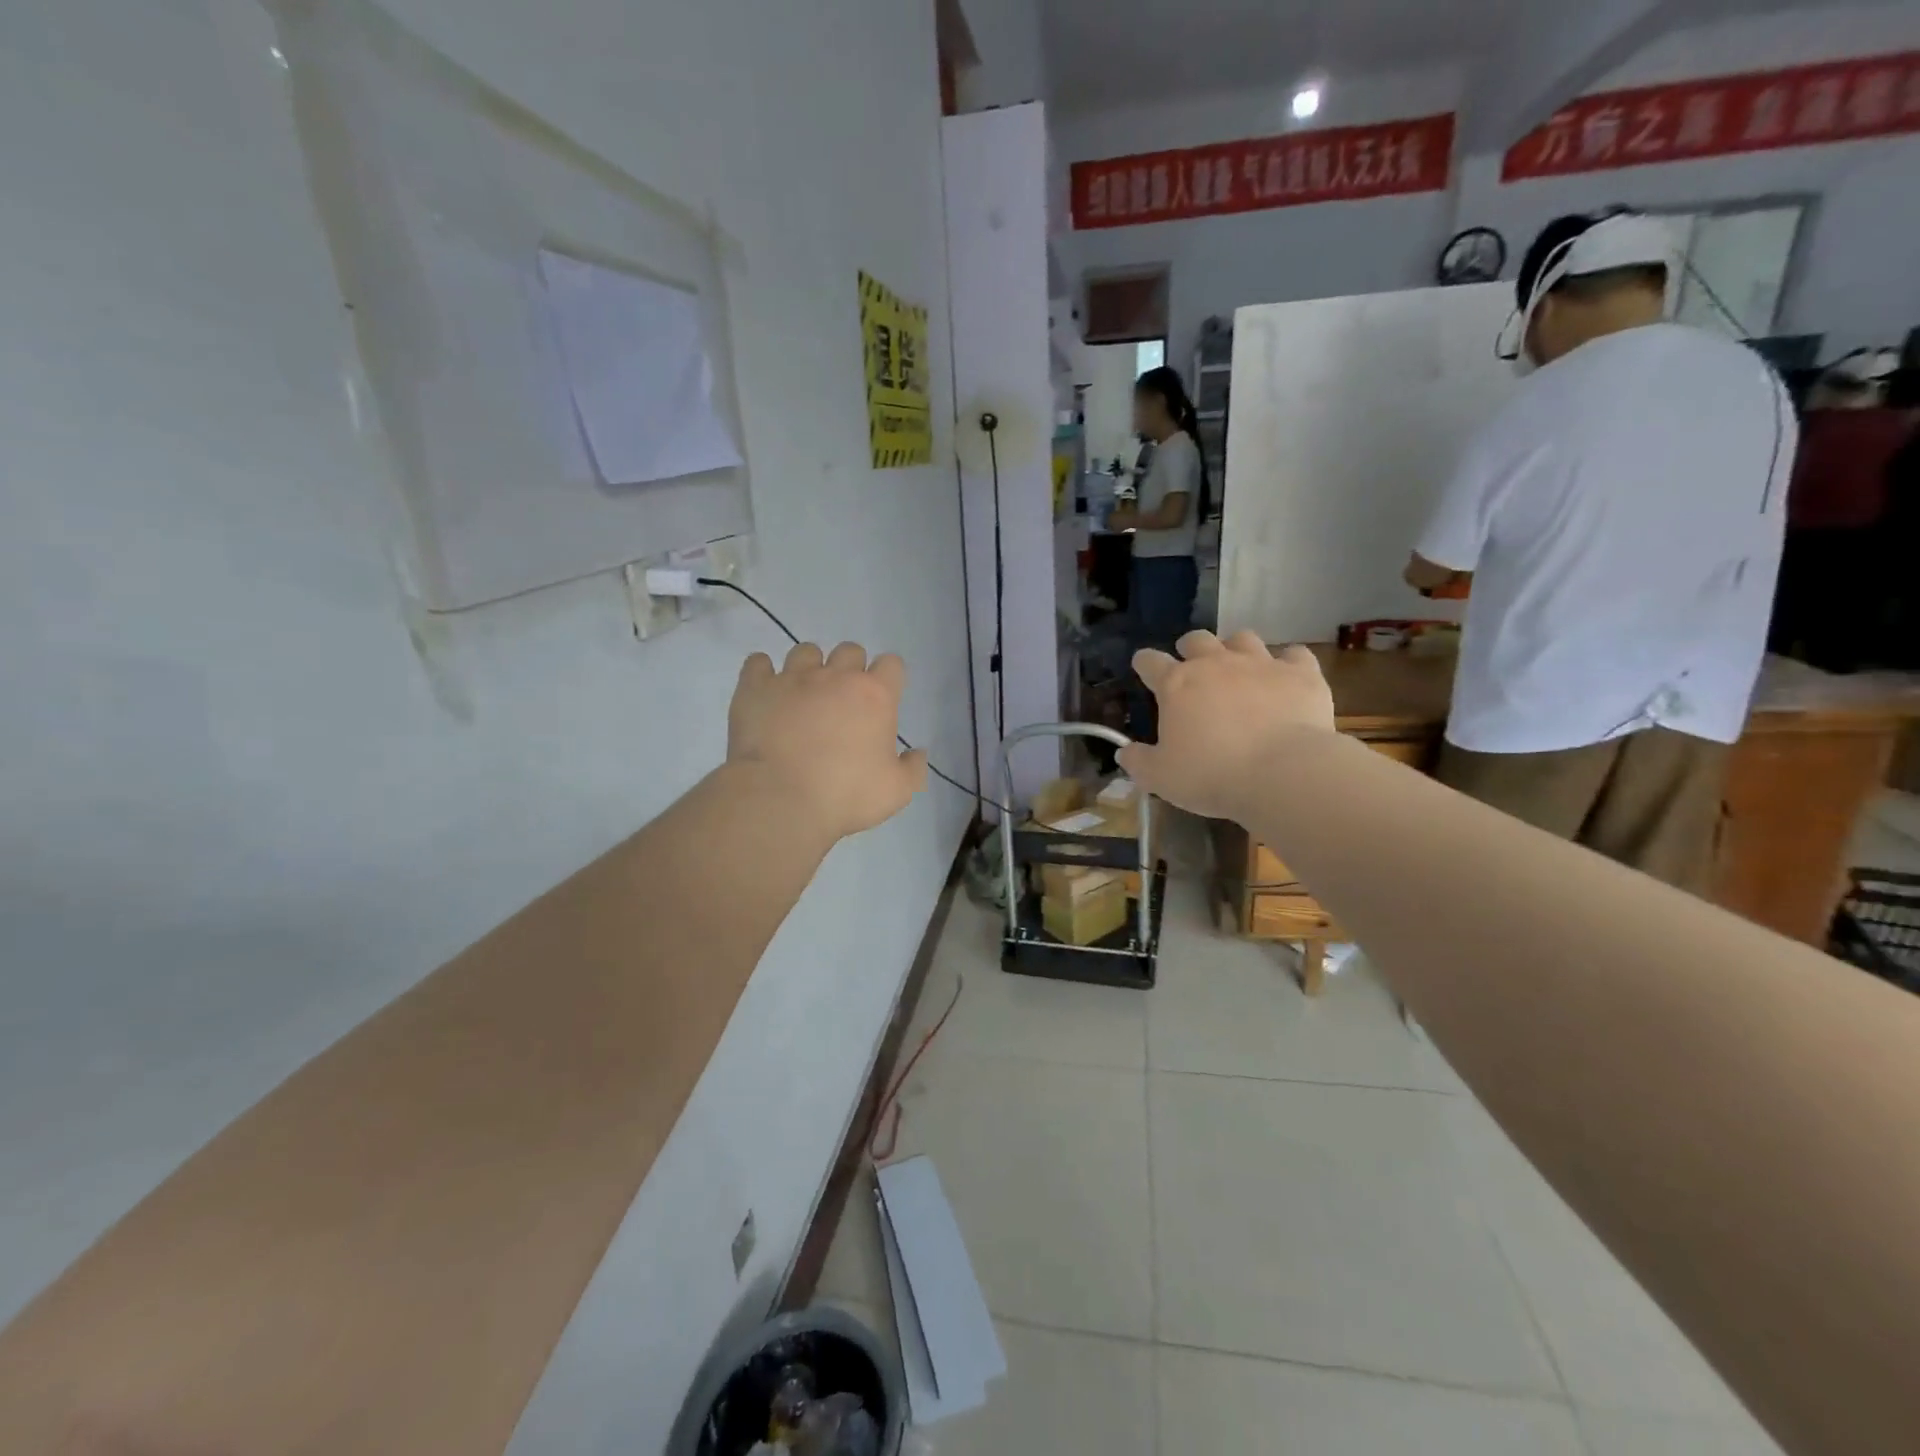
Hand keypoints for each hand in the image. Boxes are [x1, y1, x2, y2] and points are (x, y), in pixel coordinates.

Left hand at [727, 642, 927, 839]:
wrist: (779, 800)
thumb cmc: (845, 795)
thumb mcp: (896, 792)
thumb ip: (913, 769)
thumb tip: (917, 753)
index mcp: (875, 695)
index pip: (891, 663)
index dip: (888, 678)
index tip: (882, 700)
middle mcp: (835, 676)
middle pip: (850, 650)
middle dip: (850, 669)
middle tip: (842, 701)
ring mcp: (792, 678)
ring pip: (805, 651)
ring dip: (809, 668)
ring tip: (803, 696)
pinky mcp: (755, 688)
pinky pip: (758, 663)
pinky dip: (763, 673)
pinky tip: (766, 692)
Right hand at [1117, 631, 1334, 819]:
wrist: (1282, 773)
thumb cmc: (1211, 775)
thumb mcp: (1161, 777)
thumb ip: (1139, 762)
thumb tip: (1124, 753)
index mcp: (1177, 685)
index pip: (1150, 662)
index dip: (1144, 663)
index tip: (1143, 666)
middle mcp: (1216, 664)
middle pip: (1197, 640)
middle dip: (1191, 648)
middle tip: (1193, 666)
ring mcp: (1261, 664)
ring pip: (1243, 638)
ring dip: (1236, 649)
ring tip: (1238, 667)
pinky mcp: (1301, 674)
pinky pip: (1295, 655)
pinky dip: (1288, 663)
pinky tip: (1287, 677)